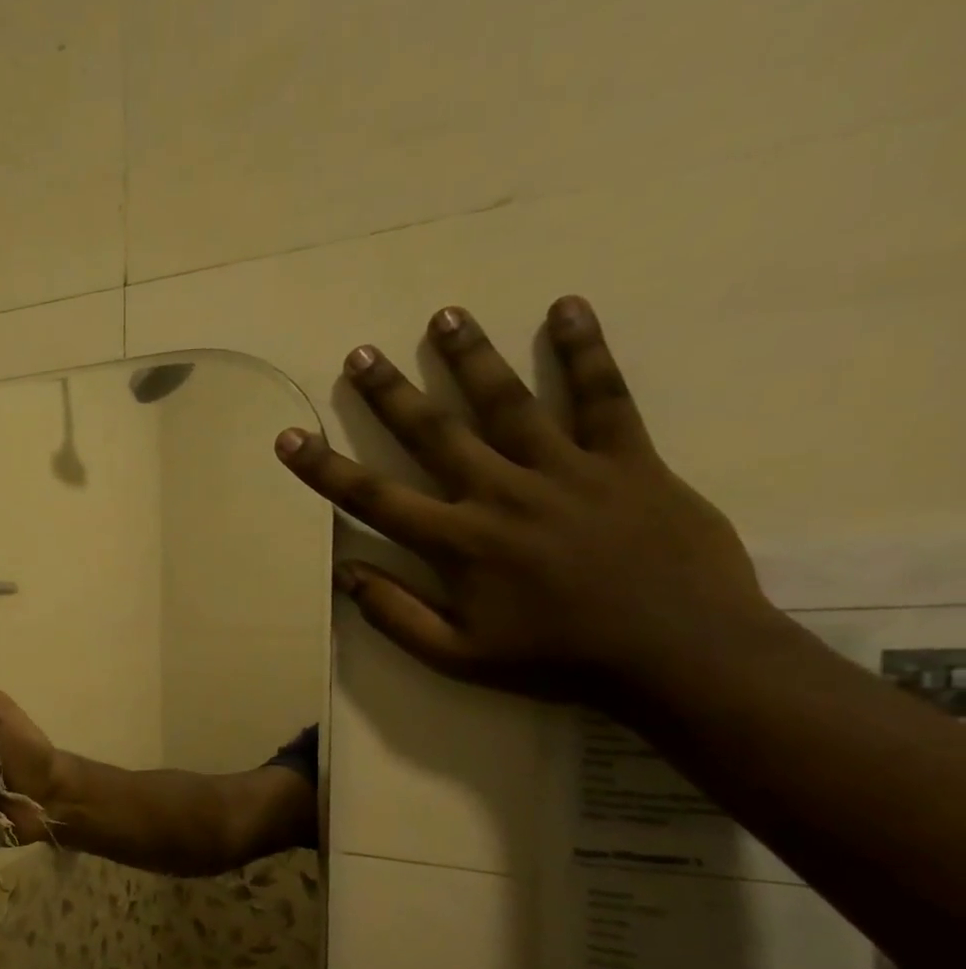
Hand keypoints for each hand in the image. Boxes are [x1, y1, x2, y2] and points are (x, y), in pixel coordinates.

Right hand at [275, 296, 783, 708]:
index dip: (324, 468)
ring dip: (472, 358)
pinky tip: (565, 309)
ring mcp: (567, 470)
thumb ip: (396, 614)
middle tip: (361, 353)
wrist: (679, 654)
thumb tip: (345, 574)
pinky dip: (585, 352)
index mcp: (458, 542)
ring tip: (445, 315)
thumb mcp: (458, 656)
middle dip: (391, 393)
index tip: (290, 436)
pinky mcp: (628, 460)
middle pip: (435, 433)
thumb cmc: (557, 659)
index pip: (373, 497)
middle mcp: (501, 493)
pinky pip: (604, 397)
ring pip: (509, 402)